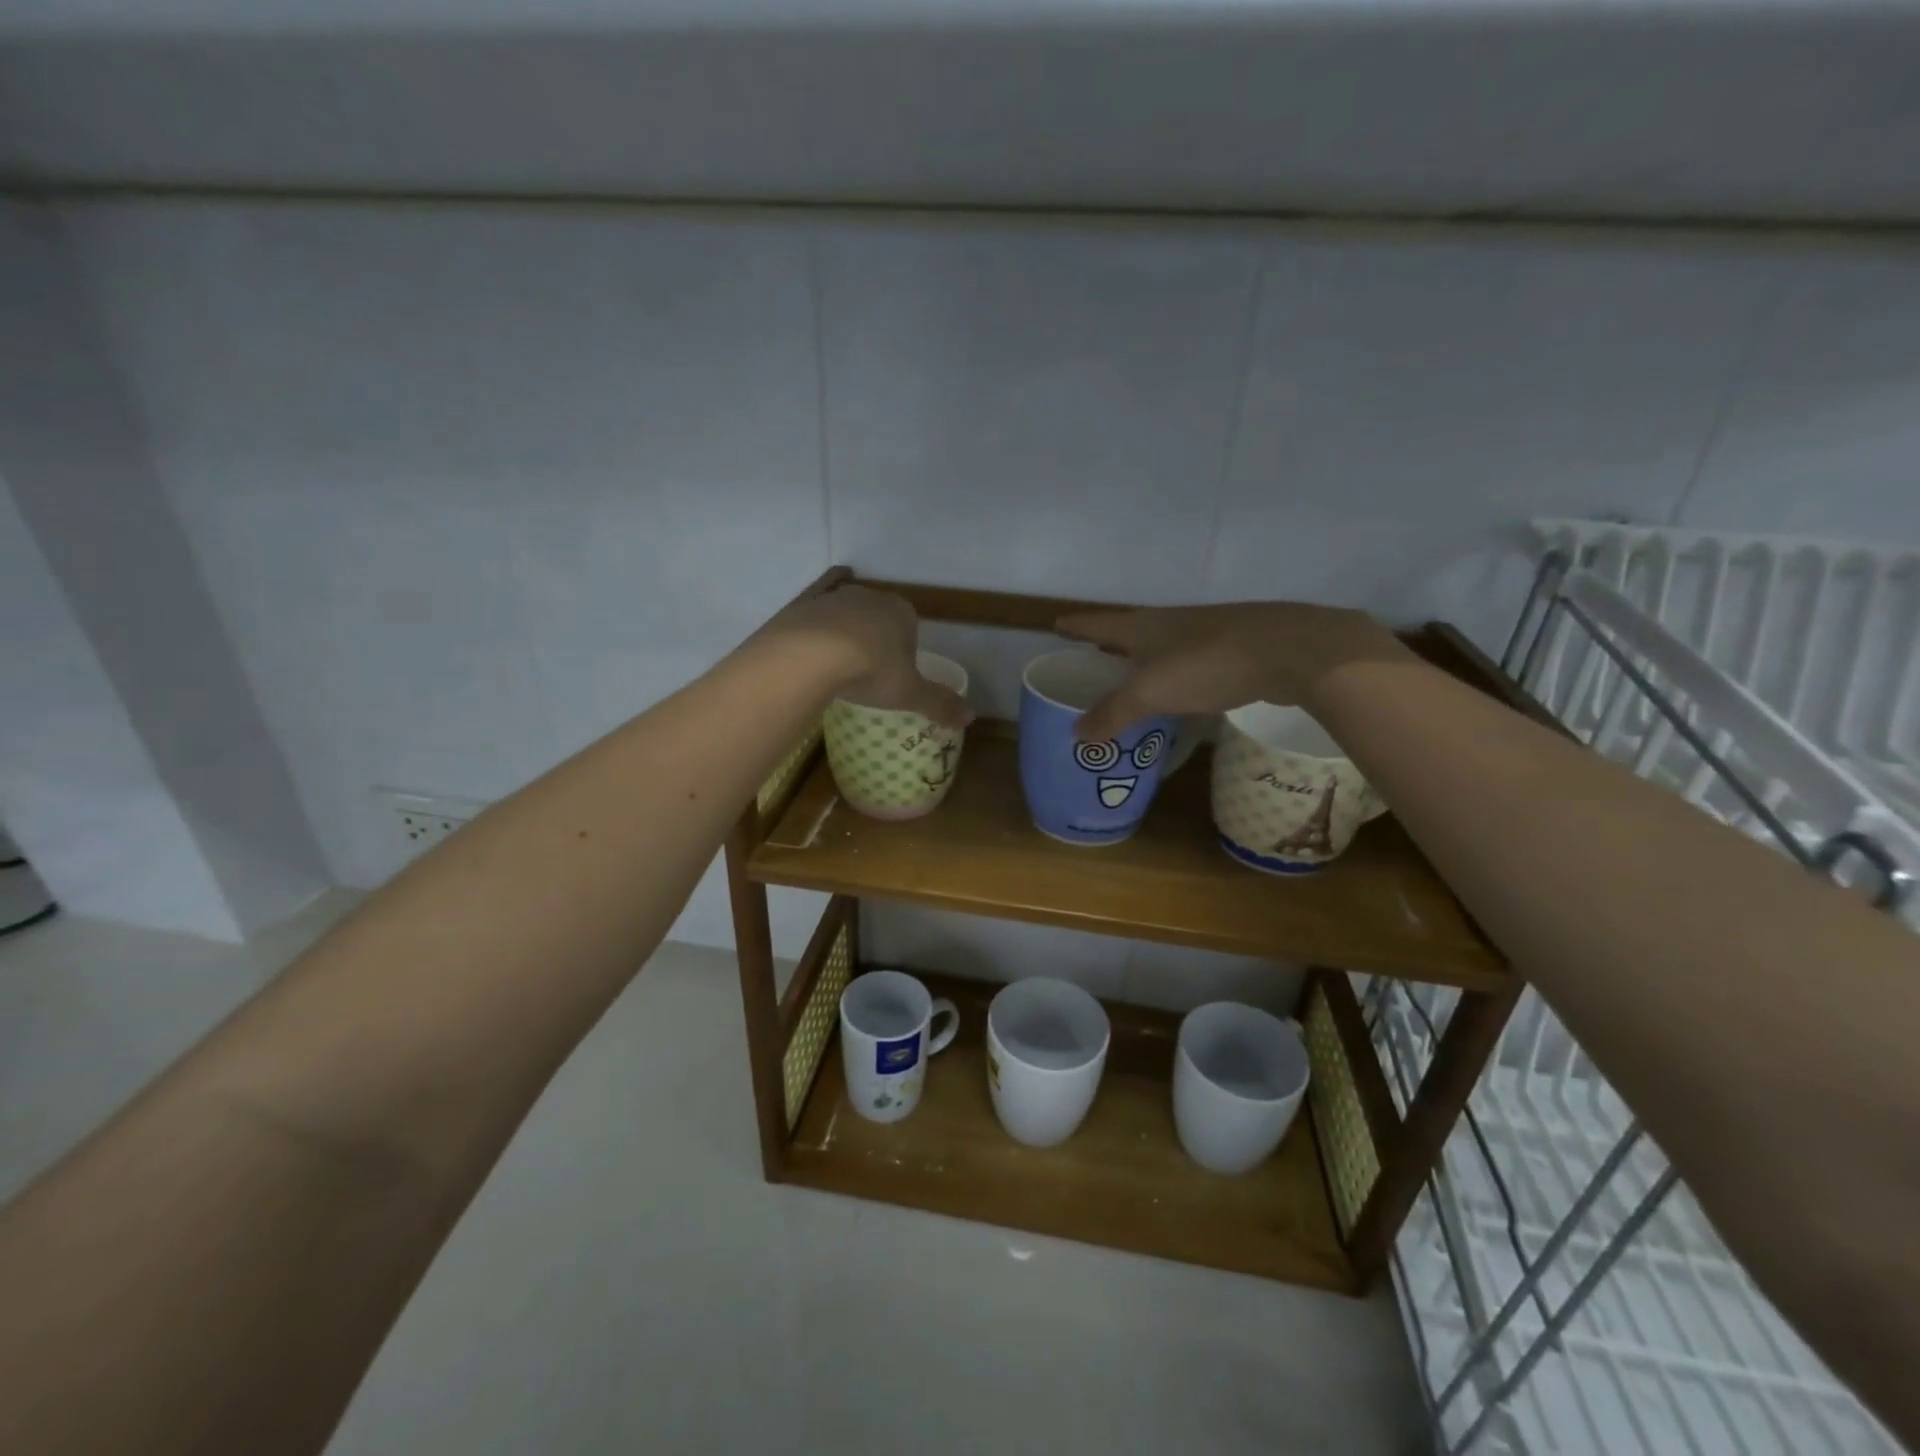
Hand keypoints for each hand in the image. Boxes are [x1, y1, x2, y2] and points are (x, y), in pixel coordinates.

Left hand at [760, 585, 970, 727]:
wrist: (809, 655)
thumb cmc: (871, 671)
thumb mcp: (910, 694)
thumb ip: (940, 704)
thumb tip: (970, 717)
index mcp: (902, 612)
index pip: (910, 625)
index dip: (905, 648)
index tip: (896, 673)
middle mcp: (869, 597)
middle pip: (877, 616)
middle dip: (875, 638)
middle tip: (868, 672)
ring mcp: (832, 597)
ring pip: (844, 614)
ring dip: (844, 633)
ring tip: (836, 668)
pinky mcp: (801, 605)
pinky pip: (811, 610)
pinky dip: (813, 622)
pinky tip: (809, 639)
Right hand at [1055, 601, 1409, 740]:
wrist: (1291, 651)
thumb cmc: (1208, 664)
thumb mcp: (1151, 692)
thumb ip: (1113, 713)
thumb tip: (1075, 734)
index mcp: (1143, 626)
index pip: (1098, 622)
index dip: (1075, 626)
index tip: (1055, 625)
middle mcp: (1170, 622)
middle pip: (1128, 631)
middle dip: (1107, 644)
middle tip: (1088, 659)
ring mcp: (1204, 633)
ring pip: (1161, 646)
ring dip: (1141, 660)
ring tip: (1127, 679)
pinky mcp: (1233, 649)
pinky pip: (1188, 661)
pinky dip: (1172, 674)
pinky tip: (1179, 691)